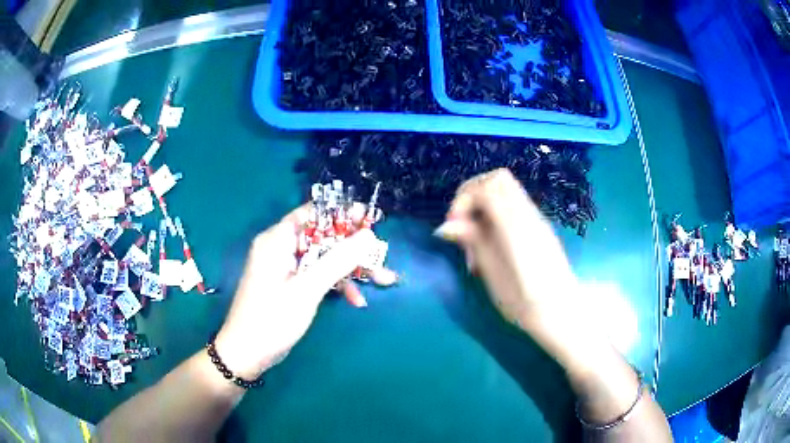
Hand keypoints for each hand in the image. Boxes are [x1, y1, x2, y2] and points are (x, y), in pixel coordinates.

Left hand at [215, 204, 393, 379]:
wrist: (247, 354)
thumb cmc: (272, 319)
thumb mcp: (307, 290)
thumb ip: (338, 260)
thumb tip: (368, 234)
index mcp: (278, 239)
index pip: (313, 213)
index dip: (343, 214)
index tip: (372, 220)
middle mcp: (281, 247)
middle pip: (324, 237)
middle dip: (354, 249)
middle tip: (382, 256)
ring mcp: (286, 267)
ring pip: (325, 258)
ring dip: (351, 269)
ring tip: (383, 280)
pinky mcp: (291, 284)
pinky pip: (318, 275)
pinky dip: (337, 284)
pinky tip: (356, 300)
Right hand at [435, 168, 580, 327]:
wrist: (560, 311)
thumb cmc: (524, 301)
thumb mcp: (492, 273)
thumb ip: (472, 241)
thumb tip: (445, 226)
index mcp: (514, 224)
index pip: (485, 187)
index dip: (463, 199)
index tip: (453, 226)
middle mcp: (527, 214)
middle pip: (497, 178)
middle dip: (473, 193)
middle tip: (462, 223)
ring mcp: (536, 219)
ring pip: (506, 189)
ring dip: (484, 203)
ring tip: (476, 237)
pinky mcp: (539, 227)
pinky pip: (514, 205)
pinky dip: (496, 213)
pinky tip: (492, 242)